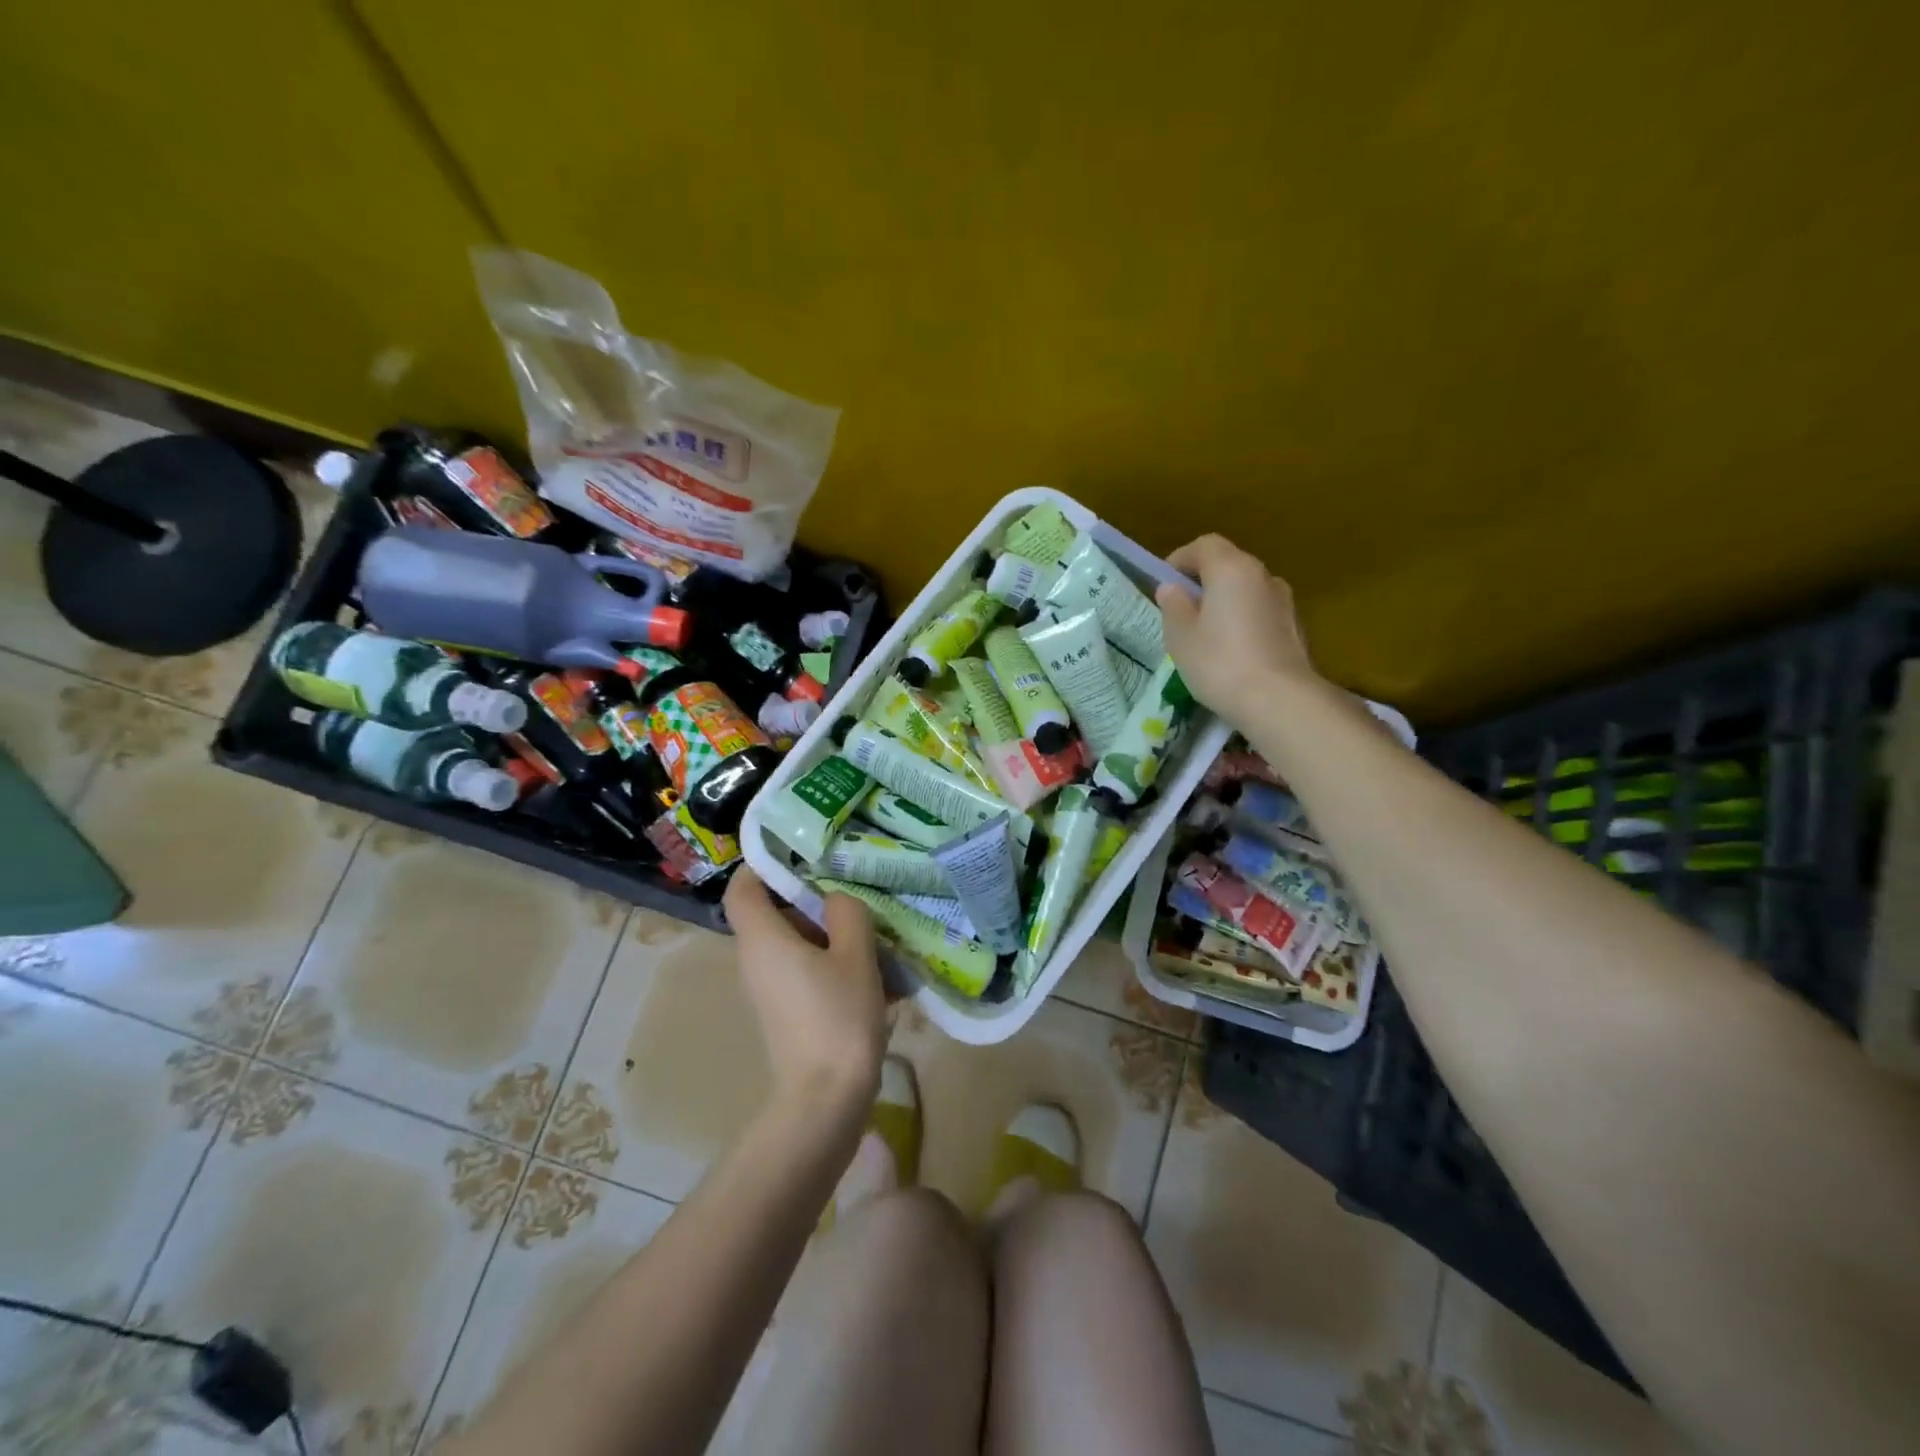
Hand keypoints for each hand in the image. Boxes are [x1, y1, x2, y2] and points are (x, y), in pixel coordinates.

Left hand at [725, 868, 886, 1114]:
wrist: (825, 1100)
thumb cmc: (838, 1018)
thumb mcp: (855, 954)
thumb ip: (847, 913)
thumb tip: (836, 901)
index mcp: (763, 939)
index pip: (744, 887)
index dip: (766, 865)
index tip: (805, 855)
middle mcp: (756, 960)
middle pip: (774, 912)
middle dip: (814, 899)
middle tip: (854, 891)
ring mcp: (769, 988)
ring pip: (794, 942)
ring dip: (830, 933)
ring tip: (874, 932)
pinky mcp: (786, 1010)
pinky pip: (804, 970)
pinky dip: (832, 962)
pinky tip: (874, 972)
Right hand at [1156, 534, 1321, 723]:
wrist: (1280, 701)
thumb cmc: (1220, 663)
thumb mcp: (1181, 637)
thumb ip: (1174, 607)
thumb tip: (1172, 588)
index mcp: (1231, 569)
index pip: (1204, 545)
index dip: (1181, 559)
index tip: (1166, 583)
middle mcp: (1263, 576)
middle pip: (1229, 565)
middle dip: (1204, 582)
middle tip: (1183, 611)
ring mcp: (1285, 601)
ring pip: (1248, 590)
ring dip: (1227, 602)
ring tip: (1209, 635)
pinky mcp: (1296, 628)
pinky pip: (1262, 613)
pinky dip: (1245, 621)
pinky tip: (1234, 652)